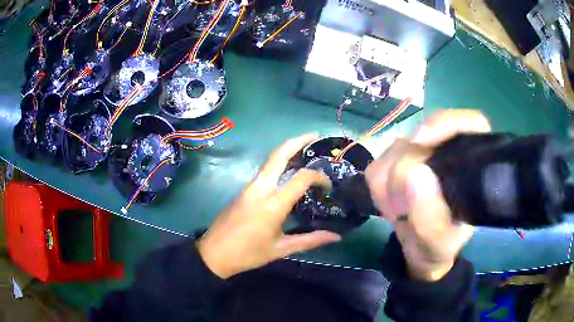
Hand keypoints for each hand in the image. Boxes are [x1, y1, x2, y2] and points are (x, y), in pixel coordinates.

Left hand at [197, 134, 341, 278]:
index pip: (301, 178)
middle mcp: (260, 188)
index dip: (319, 177)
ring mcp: (249, 187)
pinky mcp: (243, 190)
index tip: (328, 185)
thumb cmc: (248, 254)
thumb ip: (310, 240)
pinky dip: (278, 164)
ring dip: (287, 150)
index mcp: (273, 204)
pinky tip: (287, 170)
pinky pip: (264, 171)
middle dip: (298, 141)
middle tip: (314, 135)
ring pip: (270, 160)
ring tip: (305, 149)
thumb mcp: (281, 249)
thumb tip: (336, 236)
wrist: (214, 253)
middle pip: (279, 155)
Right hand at [365, 110, 490, 280]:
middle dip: (405, 173)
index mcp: (471, 163)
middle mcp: (446, 150)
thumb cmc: (438, 246)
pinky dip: (379, 191)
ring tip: (400, 213)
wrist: (419, 252)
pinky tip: (392, 207)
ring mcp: (419, 153)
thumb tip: (414, 173)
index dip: (447, 124)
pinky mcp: (396, 161)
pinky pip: (376, 167)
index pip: (469, 124)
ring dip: (390, 188)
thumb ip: (430, 217)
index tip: (422, 141)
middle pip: (420, 138)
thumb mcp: (439, 242)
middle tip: (403, 210)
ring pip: (394, 151)